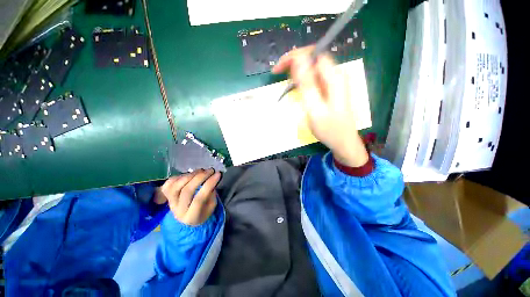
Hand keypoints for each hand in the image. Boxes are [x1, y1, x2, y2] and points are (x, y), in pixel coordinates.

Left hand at [157, 169, 220, 225]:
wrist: (187, 219)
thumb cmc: (203, 211)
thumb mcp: (212, 205)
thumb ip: (211, 194)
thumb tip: (211, 179)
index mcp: (191, 217)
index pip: (199, 199)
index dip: (209, 184)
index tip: (218, 174)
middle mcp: (178, 211)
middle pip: (187, 191)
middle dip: (200, 177)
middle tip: (211, 170)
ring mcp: (170, 203)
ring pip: (176, 186)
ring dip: (190, 175)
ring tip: (201, 170)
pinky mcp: (165, 196)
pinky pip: (169, 183)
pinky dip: (179, 176)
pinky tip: (190, 174)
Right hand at [272, 46, 368, 166]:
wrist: (343, 142)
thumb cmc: (330, 129)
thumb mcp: (316, 109)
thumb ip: (307, 85)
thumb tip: (298, 60)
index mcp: (334, 77)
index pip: (314, 54)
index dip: (295, 56)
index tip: (279, 67)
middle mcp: (335, 75)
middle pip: (313, 58)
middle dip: (294, 62)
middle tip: (278, 72)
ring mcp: (333, 82)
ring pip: (312, 68)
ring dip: (297, 71)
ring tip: (284, 80)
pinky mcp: (329, 89)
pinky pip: (313, 78)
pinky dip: (302, 80)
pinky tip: (295, 87)